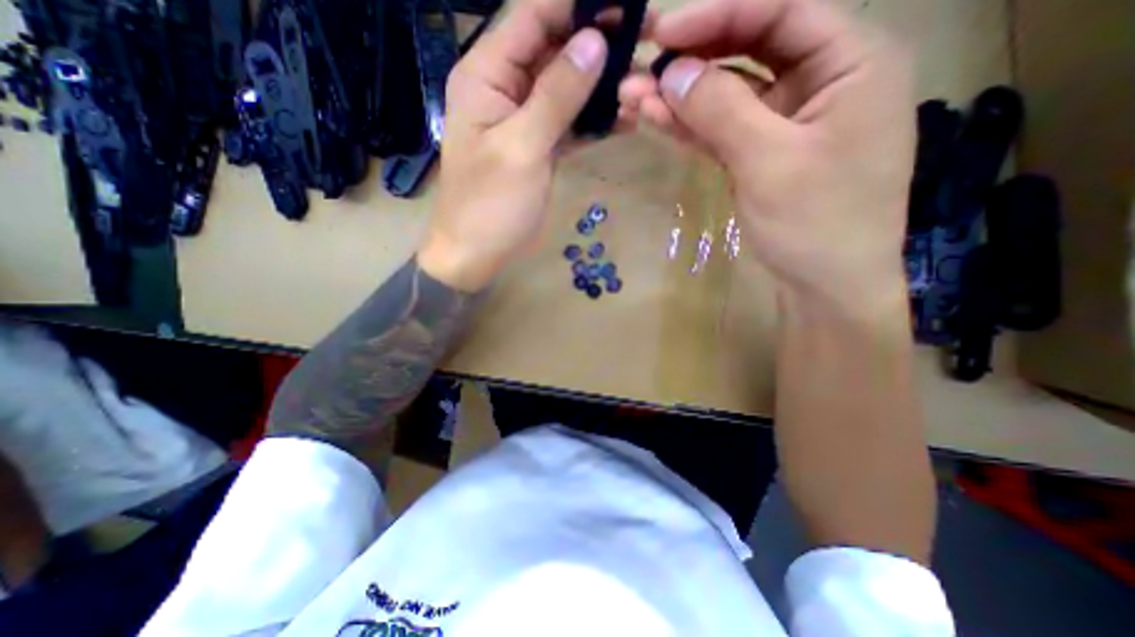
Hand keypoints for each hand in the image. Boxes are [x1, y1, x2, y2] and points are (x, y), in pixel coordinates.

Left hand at [418, 0, 612, 290]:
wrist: (477, 253)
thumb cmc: (490, 205)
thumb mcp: (522, 148)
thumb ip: (556, 95)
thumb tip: (594, 41)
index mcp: (486, 75)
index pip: (533, 17)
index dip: (578, 6)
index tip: (626, 7)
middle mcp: (504, 88)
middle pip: (555, 51)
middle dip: (598, 49)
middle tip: (645, 54)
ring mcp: (524, 120)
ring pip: (567, 89)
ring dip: (602, 89)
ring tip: (641, 91)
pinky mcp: (539, 147)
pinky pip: (570, 123)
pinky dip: (595, 121)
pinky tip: (624, 121)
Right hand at [621, 0, 911, 318]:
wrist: (825, 285)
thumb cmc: (816, 222)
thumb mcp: (769, 161)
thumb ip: (723, 111)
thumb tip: (674, 72)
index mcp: (850, 61)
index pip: (780, 11)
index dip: (718, 15)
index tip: (663, 32)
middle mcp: (819, 81)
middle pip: (748, 51)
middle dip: (691, 60)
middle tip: (639, 66)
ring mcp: (784, 122)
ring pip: (727, 96)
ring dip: (680, 98)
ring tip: (631, 97)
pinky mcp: (759, 154)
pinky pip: (721, 130)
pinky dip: (689, 126)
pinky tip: (654, 119)